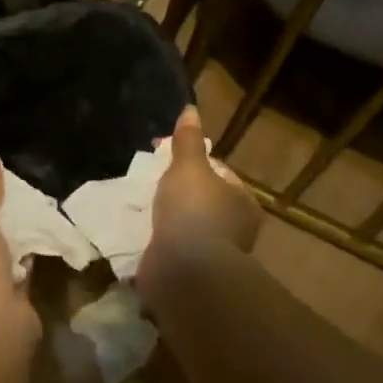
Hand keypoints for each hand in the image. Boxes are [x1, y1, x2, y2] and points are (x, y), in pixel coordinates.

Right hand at [150, 105, 260, 257]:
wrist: (185, 272)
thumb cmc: (194, 212)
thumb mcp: (189, 166)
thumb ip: (188, 140)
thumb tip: (190, 110)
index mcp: (243, 202)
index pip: (218, 171)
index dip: (190, 159)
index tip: (161, 154)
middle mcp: (235, 228)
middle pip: (202, 197)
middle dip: (177, 189)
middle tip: (149, 179)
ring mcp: (214, 252)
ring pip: (187, 223)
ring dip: (167, 215)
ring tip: (140, 204)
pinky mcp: (192, 271)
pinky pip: (174, 246)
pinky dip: (160, 239)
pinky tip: (141, 231)